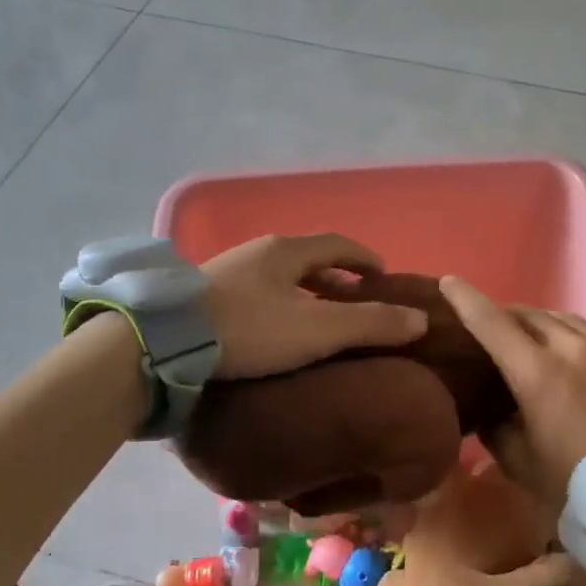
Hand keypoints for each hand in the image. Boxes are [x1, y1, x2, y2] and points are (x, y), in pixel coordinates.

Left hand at [203, 234, 427, 379]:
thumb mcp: (318, 330)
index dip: (364, 258)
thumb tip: (420, 320)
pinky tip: (273, 330)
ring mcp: (227, 271)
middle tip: (354, 301)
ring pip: (278, 277)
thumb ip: (371, 324)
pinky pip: (255, 292)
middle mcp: (257, 252)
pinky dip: (277, 304)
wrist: (165, 341)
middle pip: (307, 259)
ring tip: (316, 318)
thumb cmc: (250, 329)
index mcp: (286, 251)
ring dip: (304, 292)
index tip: (383, 275)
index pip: (337, 244)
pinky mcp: (205, 296)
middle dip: (335, 278)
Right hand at [440, 275, 585, 507]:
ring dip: (541, 324)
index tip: (448, 282)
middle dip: (504, 317)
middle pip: (529, 315)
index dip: (466, 299)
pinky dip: (576, 336)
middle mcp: (572, 347)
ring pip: (565, 320)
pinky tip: (577, 352)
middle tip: (492, 331)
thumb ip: (498, 430)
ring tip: (533, 339)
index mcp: (537, 372)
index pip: (491, 323)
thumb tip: (491, 412)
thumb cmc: (582, 485)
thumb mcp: (524, 465)